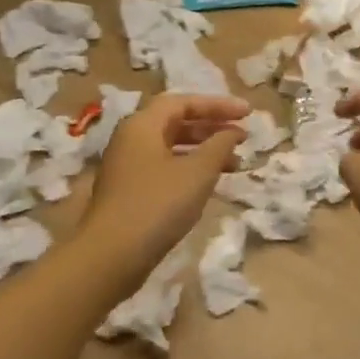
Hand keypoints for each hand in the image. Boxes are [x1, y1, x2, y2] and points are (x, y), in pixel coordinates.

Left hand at [81, 93, 247, 274]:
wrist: (111, 256)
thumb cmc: (158, 205)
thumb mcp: (198, 172)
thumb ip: (220, 145)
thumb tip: (233, 132)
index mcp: (143, 125)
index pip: (184, 102)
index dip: (218, 105)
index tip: (248, 113)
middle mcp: (131, 139)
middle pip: (176, 122)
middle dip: (212, 127)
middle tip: (242, 137)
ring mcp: (127, 166)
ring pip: (172, 147)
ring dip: (204, 151)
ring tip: (235, 164)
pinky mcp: (129, 191)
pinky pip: (165, 167)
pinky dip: (190, 169)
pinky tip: (209, 184)